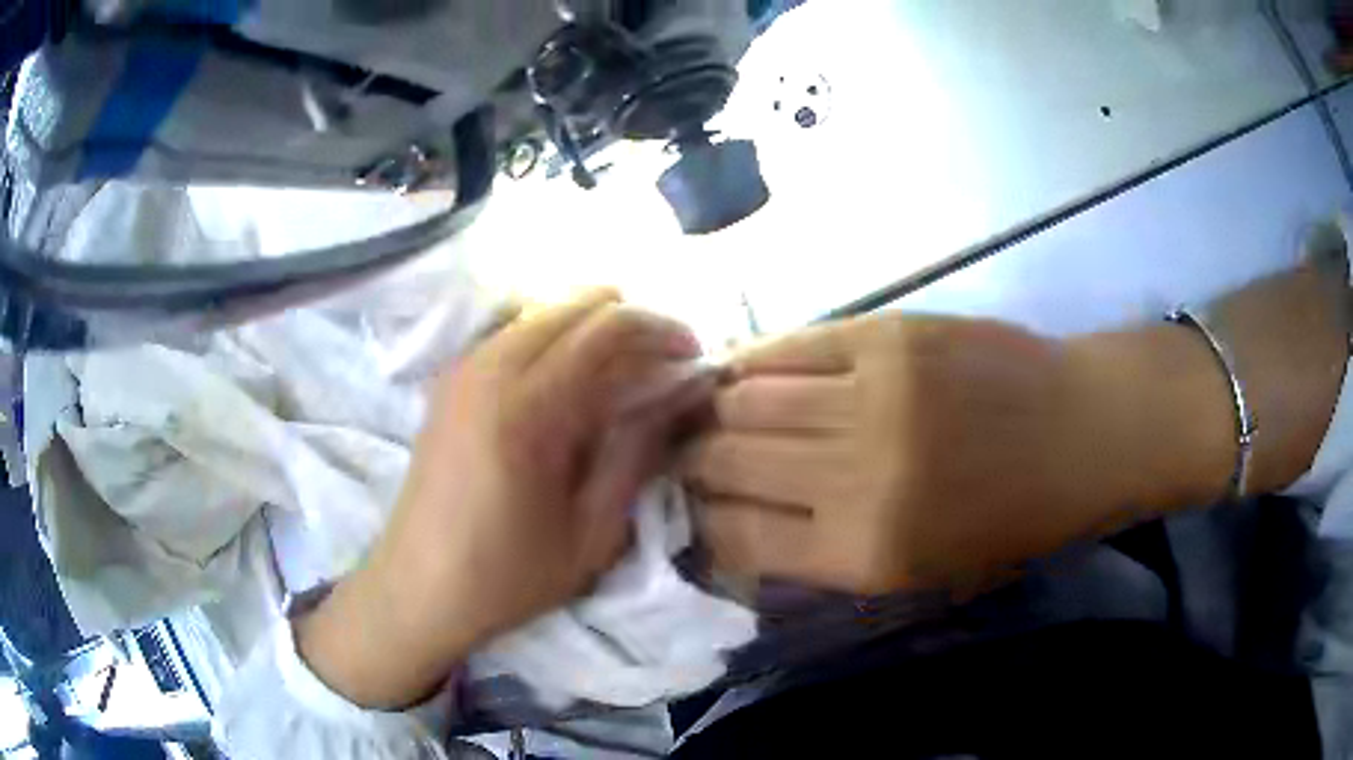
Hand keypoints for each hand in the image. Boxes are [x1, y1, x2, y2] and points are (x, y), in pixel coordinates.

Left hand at [298, 291, 713, 706]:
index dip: (662, 330)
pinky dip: (555, 341)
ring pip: (544, 311)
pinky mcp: (449, 379)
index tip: (694, 357)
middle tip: (663, 365)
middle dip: (631, 322)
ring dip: (592, 329)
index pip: (608, 327)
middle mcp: (489, 368)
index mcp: (527, 407)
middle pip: (576, 303)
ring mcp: (463, 368)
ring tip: (623, 375)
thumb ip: (637, 449)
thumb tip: (680, 391)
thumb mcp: (592, 531)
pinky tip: (569, 385)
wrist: (418, 587)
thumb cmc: (508, 575)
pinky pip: (515, 332)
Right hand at [681, 314, 1232, 595]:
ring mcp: (869, 396)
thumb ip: (823, 558)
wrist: (1079, 431)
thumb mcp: (919, 575)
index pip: (731, 537)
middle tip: (685, 456)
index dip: (695, 523)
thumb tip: (737, 529)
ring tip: (707, 409)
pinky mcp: (886, 336)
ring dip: (714, 407)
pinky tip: (746, 369)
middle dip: (690, 462)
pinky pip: (789, 347)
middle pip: (723, 463)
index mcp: (864, 553)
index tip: (686, 510)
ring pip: (742, 398)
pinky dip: (754, 361)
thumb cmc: (1008, 520)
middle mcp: (854, 476)